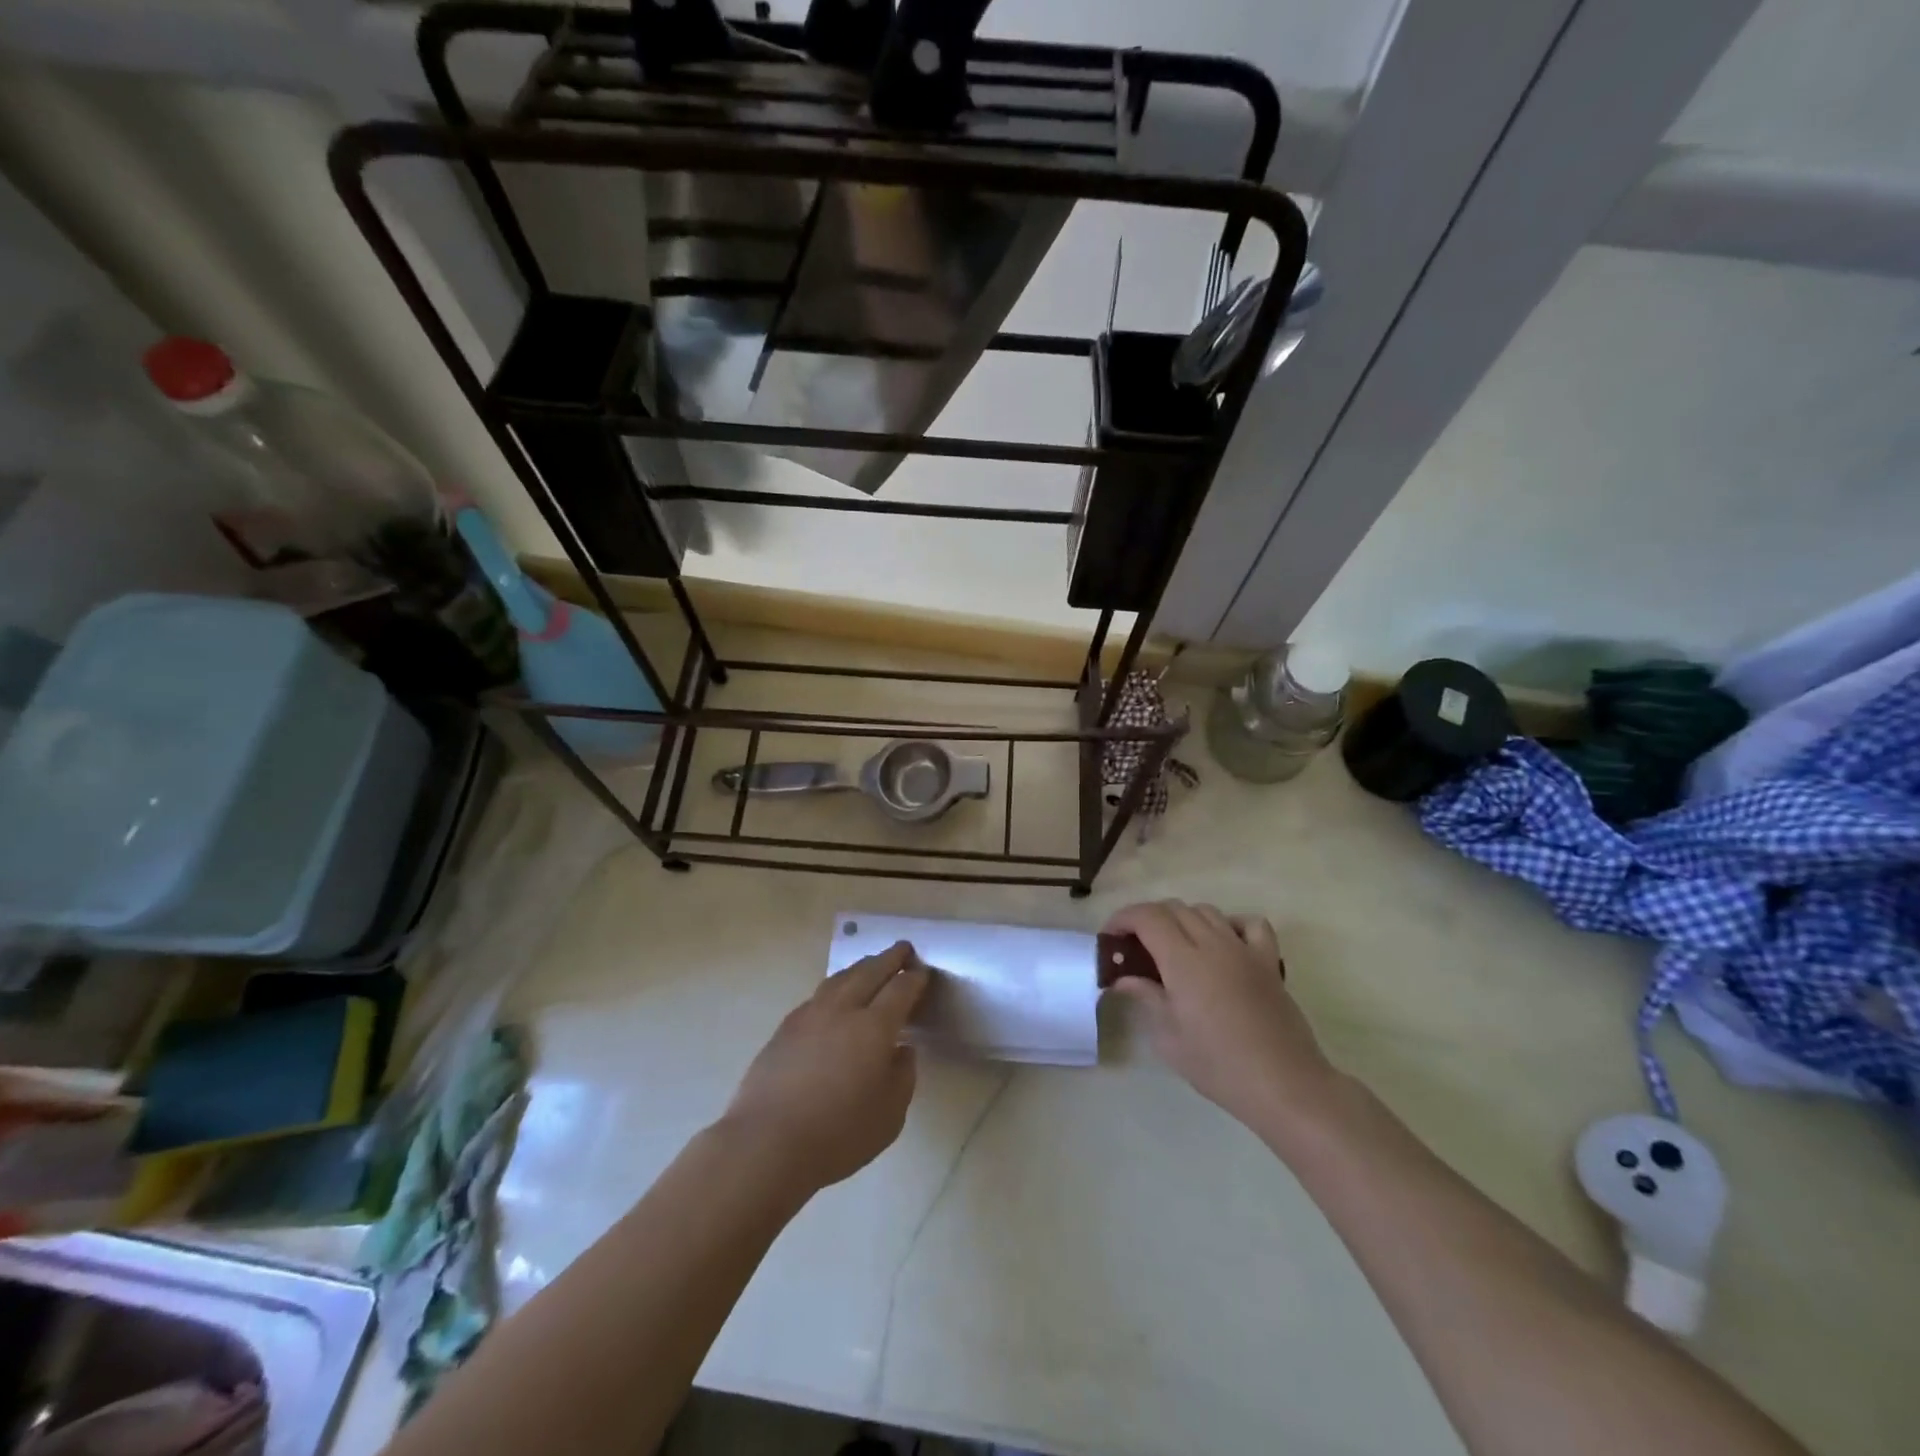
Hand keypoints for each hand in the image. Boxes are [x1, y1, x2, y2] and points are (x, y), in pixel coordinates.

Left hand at [720, 942, 929, 1193]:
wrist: (767, 1144)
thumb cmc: (838, 1134)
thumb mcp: (890, 1116)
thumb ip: (903, 1076)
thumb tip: (902, 1049)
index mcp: (874, 1027)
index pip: (900, 990)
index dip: (914, 979)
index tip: (923, 972)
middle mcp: (842, 1010)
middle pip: (869, 972)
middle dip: (889, 958)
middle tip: (902, 949)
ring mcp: (809, 1015)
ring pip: (840, 978)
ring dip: (860, 967)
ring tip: (870, 965)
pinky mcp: (785, 1028)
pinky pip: (817, 995)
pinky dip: (835, 987)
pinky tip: (834, 997)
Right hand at [1105, 900, 1339, 1136]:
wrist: (1284, 1085)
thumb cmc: (1218, 1065)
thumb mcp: (1169, 1037)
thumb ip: (1145, 998)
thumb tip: (1123, 979)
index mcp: (1183, 960)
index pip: (1147, 917)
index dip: (1123, 918)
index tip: (1110, 937)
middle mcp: (1212, 944)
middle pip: (1174, 908)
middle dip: (1147, 919)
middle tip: (1134, 946)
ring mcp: (1244, 950)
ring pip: (1207, 911)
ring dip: (1182, 919)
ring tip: (1173, 947)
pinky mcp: (1269, 962)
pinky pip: (1250, 924)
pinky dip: (1231, 924)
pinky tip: (1222, 944)